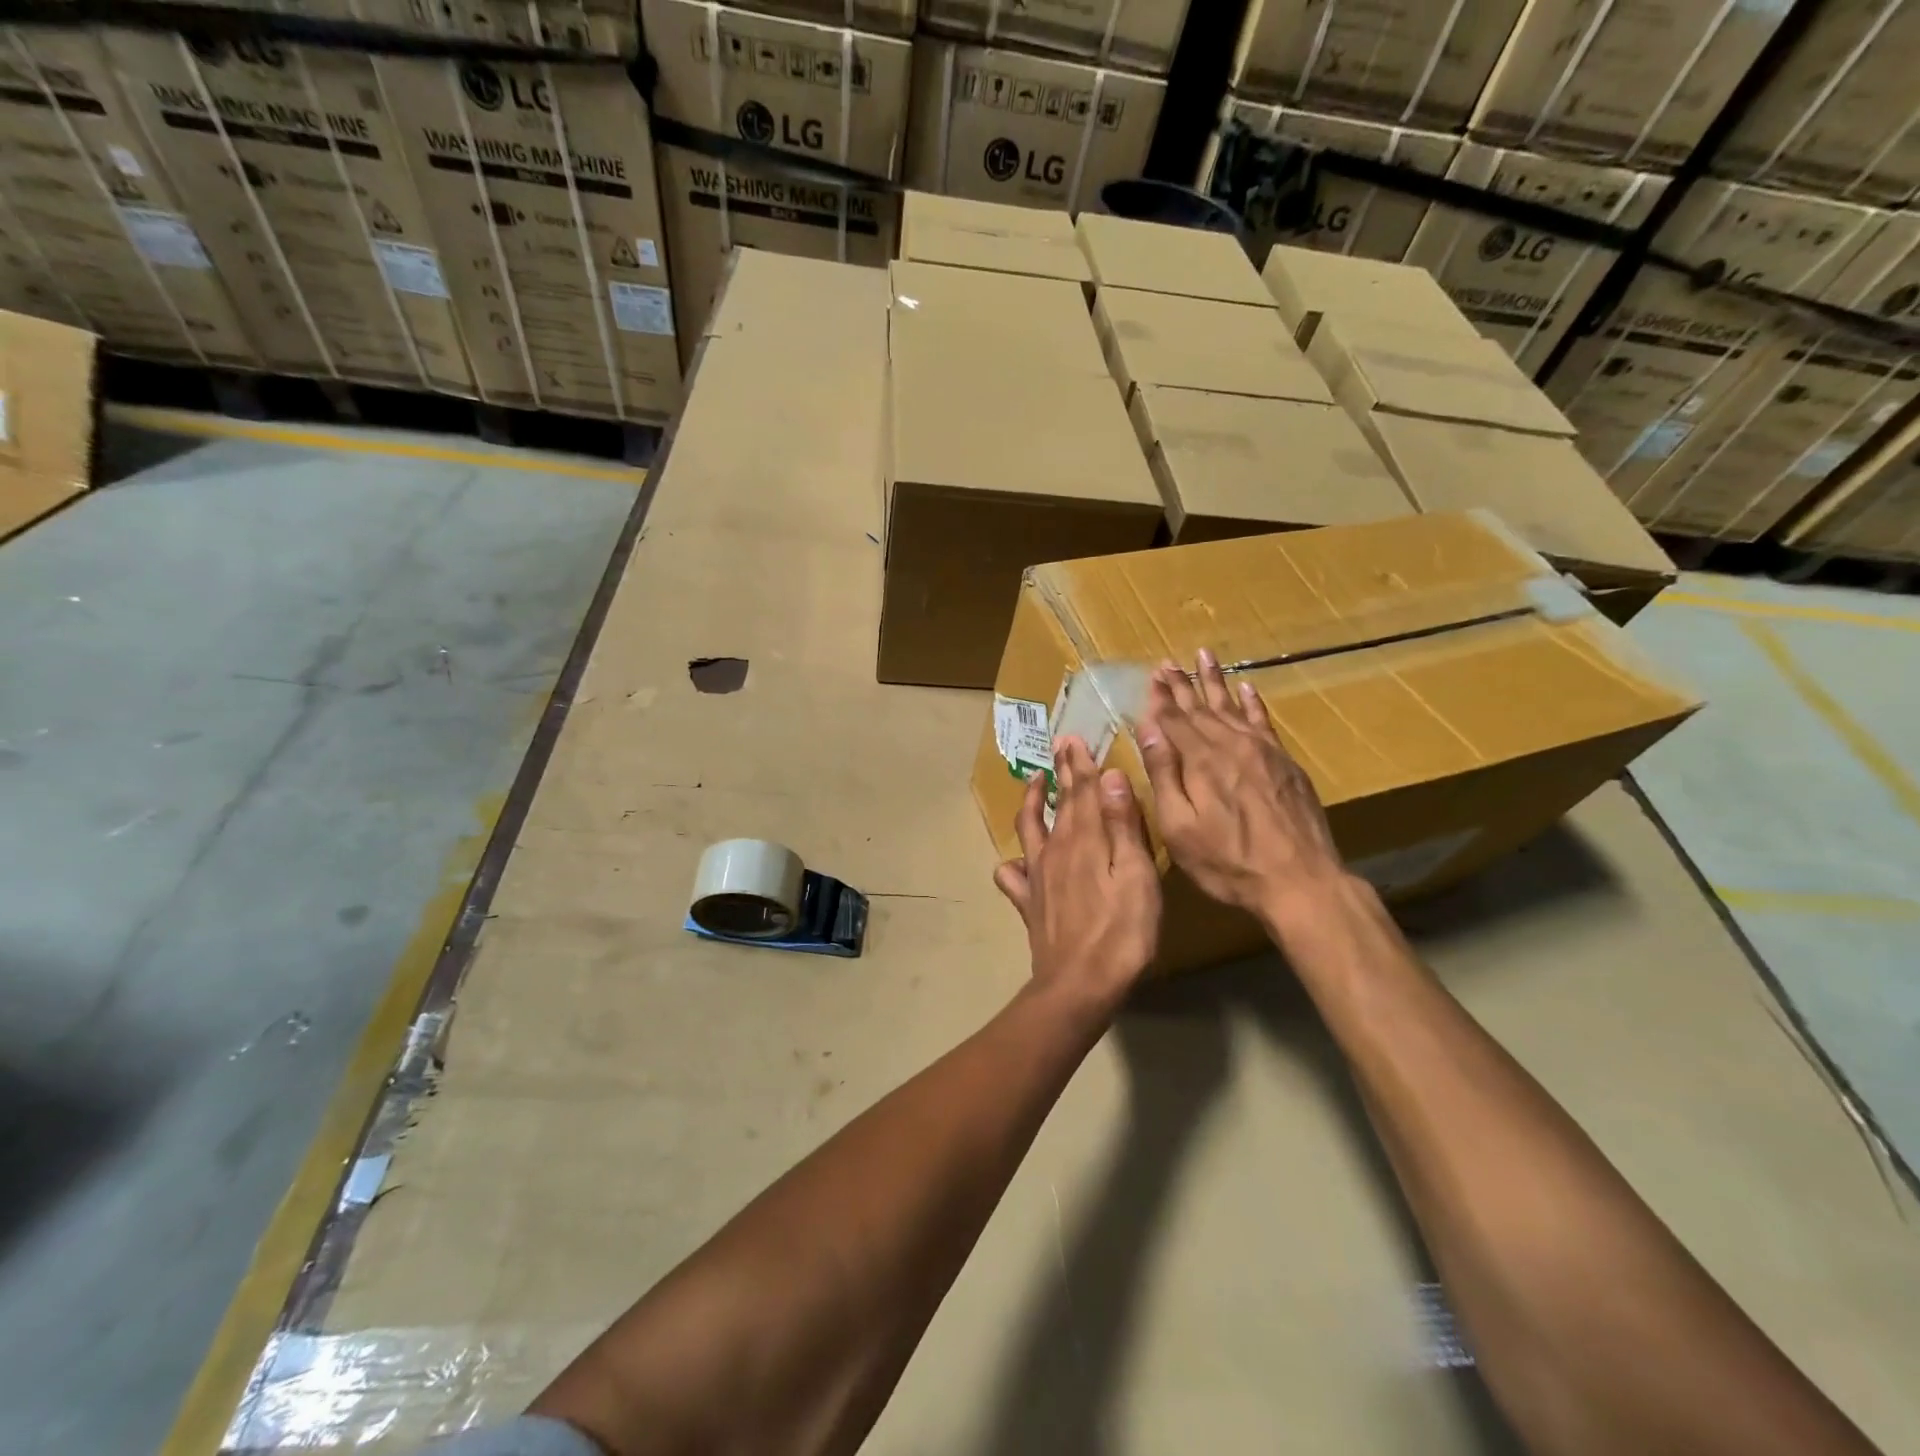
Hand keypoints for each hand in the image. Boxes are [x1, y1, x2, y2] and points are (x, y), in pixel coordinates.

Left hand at [994, 737, 1161, 1011]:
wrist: (1080, 984)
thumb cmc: (1121, 931)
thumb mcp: (1135, 875)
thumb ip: (1122, 825)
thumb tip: (1111, 777)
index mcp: (1084, 839)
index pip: (1082, 791)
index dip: (1080, 764)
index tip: (1075, 739)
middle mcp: (1055, 850)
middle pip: (1059, 804)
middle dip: (1061, 773)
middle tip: (1061, 747)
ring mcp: (1037, 876)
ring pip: (1029, 829)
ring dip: (1033, 803)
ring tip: (1035, 783)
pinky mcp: (1028, 903)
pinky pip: (1012, 876)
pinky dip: (1013, 862)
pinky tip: (1016, 861)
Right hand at [1137, 648, 1350, 930]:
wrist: (1300, 880)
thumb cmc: (1228, 862)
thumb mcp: (1179, 827)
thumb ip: (1164, 775)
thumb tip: (1148, 729)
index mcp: (1201, 761)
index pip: (1174, 719)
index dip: (1161, 698)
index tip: (1152, 675)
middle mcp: (1231, 745)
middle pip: (1201, 707)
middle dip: (1182, 684)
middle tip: (1168, 662)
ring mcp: (1263, 751)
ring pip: (1233, 706)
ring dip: (1215, 681)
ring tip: (1204, 656)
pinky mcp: (1285, 763)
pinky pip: (1264, 721)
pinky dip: (1253, 703)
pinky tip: (1247, 688)